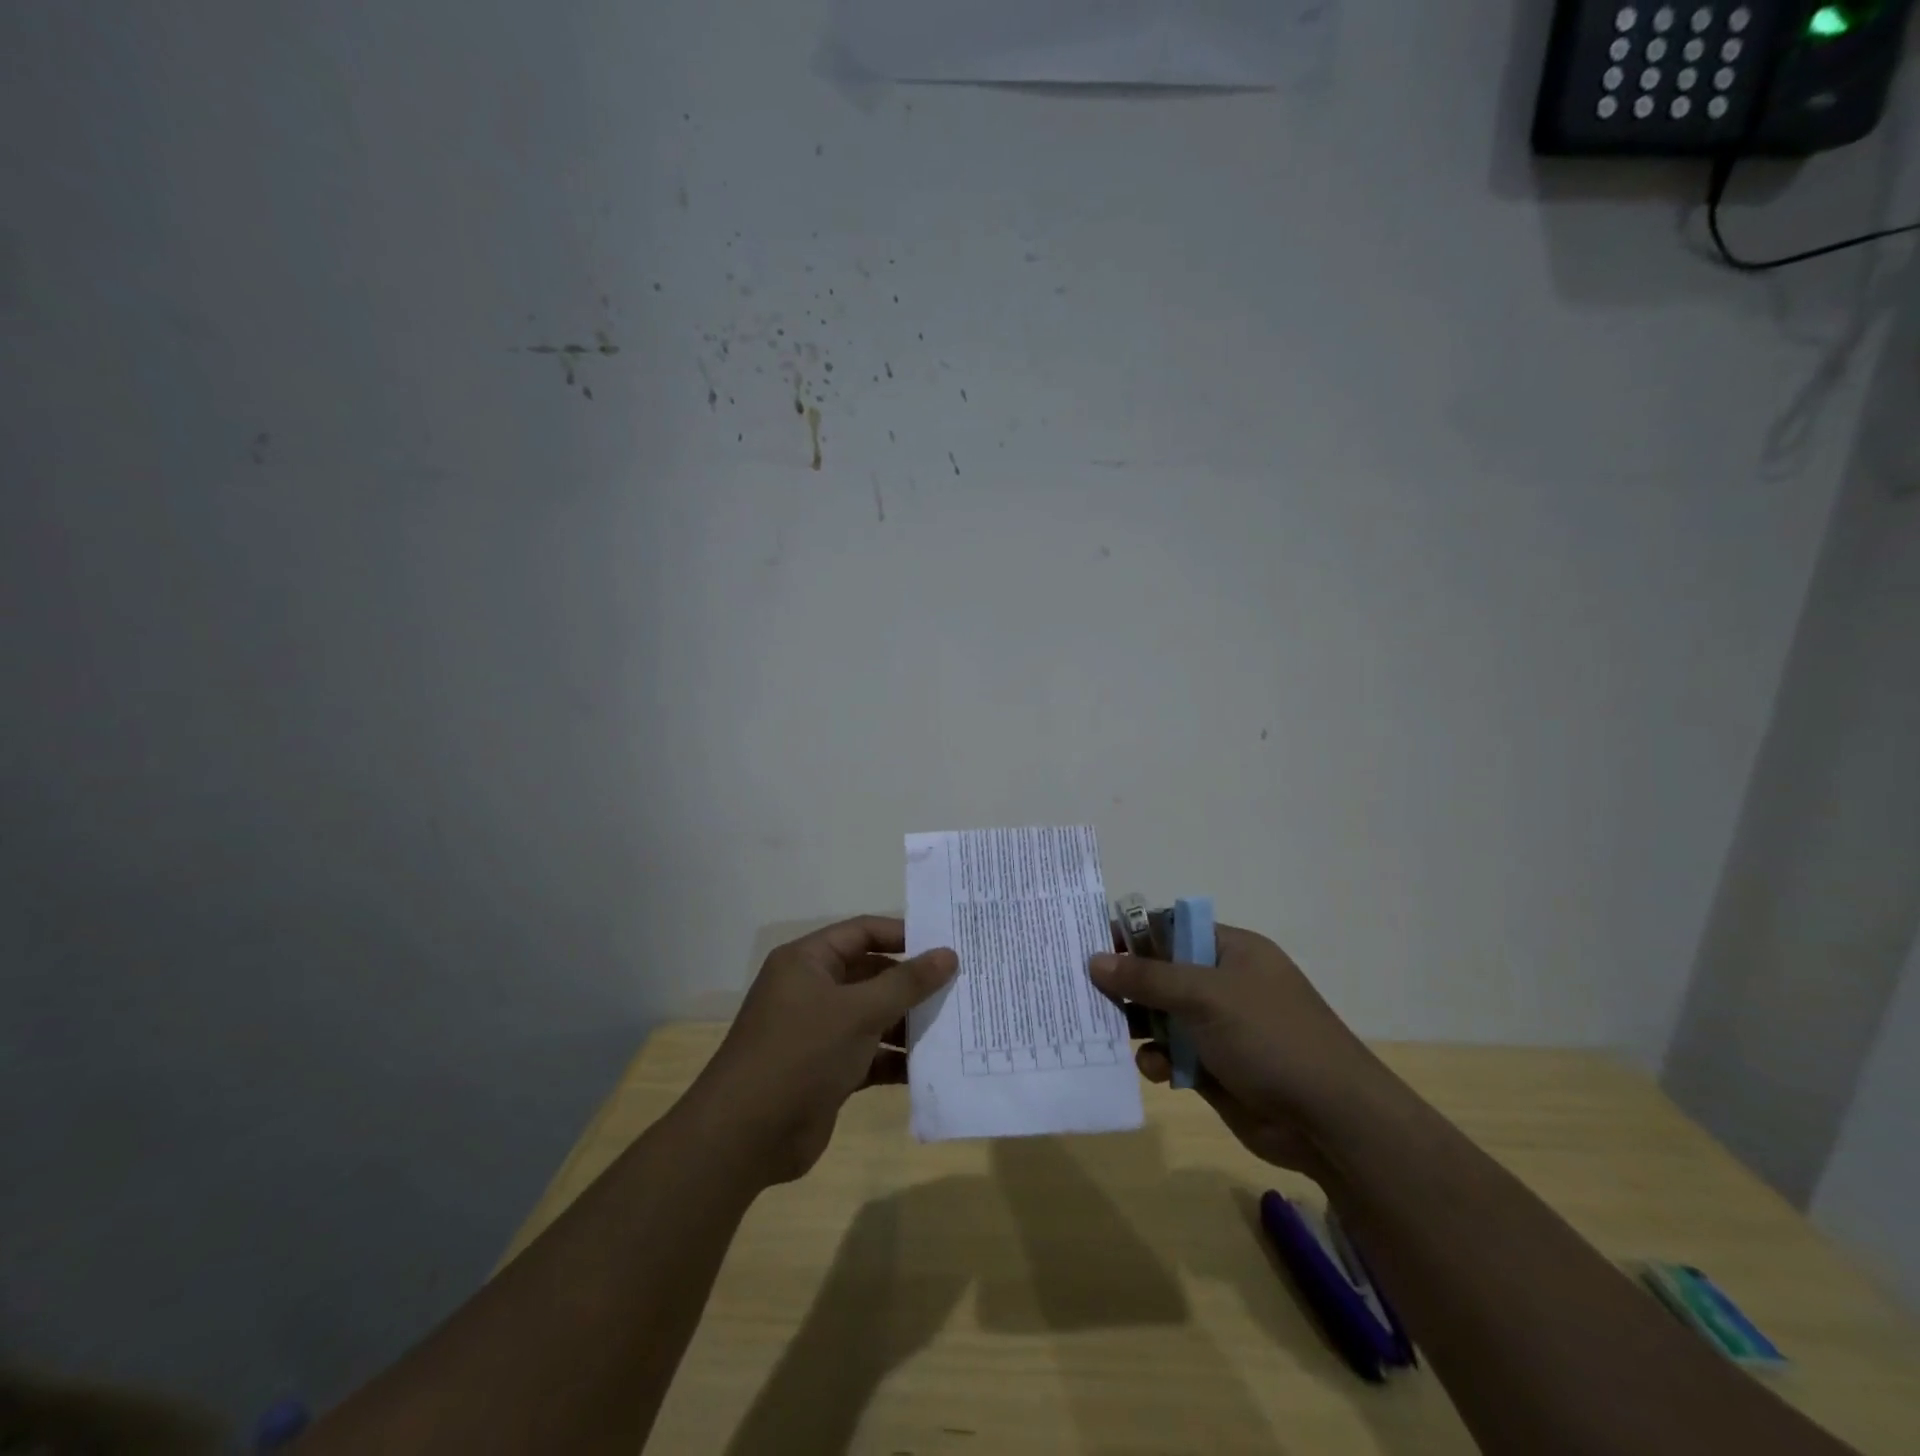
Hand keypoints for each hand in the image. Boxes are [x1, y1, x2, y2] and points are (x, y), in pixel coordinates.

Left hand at [690, 916, 956, 1186]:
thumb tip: (949, 954)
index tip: (946, 944)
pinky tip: (933, 1065)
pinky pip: (870, 1054)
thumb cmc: (800, 1053)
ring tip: (956, 1023)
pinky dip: (897, 1059)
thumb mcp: (858, 1012)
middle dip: (912, 982)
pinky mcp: (828, 1070)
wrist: (745, 1136)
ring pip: (874, 1015)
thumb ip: (906, 983)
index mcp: (809, 961)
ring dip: (909, 1022)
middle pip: (871, 974)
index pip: (862, 932)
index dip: (904, 934)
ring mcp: (820, 1032)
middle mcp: (813, 990)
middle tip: (961, 984)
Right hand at [1089, 925, 1381, 1175]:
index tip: (1092, 944)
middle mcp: (1224, 985)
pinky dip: (1157, 1058)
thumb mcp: (1205, 995)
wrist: (1328, 1120)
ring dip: (1137, 1024)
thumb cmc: (1269, 1037)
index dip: (1133, 935)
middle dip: (1126, 983)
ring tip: (1108, 1031)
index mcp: (1231, 951)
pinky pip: (1171, 1054)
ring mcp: (1220, 1028)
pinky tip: (1152, 1068)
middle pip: (1162, 974)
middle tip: (1084, 990)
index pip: (1172, 929)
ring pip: (1161, 1016)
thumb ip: (1148, 977)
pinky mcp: (1214, 1068)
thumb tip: (1095, 959)